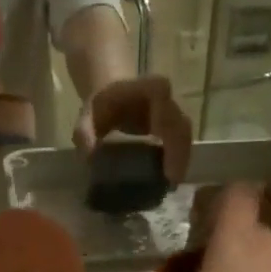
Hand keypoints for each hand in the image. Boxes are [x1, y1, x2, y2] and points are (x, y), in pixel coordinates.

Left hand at [73, 77, 193, 183]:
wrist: (112, 99)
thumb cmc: (100, 107)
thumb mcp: (85, 118)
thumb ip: (84, 134)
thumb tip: (90, 158)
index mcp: (144, 87)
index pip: (160, 92)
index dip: (162, 115)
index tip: (158, 142)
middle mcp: (165, 99)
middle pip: (179, 121)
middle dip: (178, 150)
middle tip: (170, 179)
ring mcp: (174, 114)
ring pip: (185, 136)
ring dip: (181, 160)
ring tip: (171, 184)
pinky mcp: (176, 130)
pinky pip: (183, 144)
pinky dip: (178, 162)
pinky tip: (170, 180)